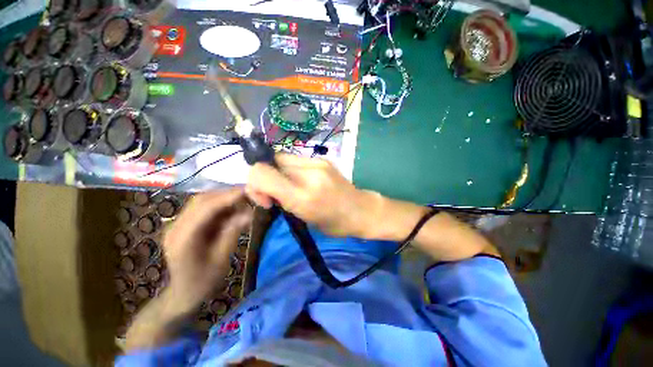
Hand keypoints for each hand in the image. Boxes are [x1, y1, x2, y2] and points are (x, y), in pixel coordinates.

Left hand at [162, 188, 251, 311]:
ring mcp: (178, 224)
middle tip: (249, 194)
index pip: (205, 209)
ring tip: (243, 201)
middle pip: (202, 201)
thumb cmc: (203, 281)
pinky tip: (233, 209)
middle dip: (227, 194)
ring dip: (224, 198)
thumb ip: (232, 234)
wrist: (184, 293)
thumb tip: (249, 213)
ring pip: (202, 201)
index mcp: (183, 239)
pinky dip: (220, 206)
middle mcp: (176, 227)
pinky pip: (203, 208)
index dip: (227, 197)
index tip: (247, 190)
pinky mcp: (184, 224)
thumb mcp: (221, 260)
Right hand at [245, 154, 379, 236]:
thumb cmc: (334, 224)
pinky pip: (296, 159)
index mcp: (303, 197)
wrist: (361, 210)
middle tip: (275, 194)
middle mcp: (309, 174)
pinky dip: (291, 169)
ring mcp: (317, 163)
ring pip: (282, 158)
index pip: (261, 173)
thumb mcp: (304, 219)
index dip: (255, 184)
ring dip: (278, 172)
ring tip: (289, 186)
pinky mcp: (323, 159)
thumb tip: (268, 188)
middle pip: (270, 161)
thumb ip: (283, 200)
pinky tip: (300, 180)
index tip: (266, 201)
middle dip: (265, 177)